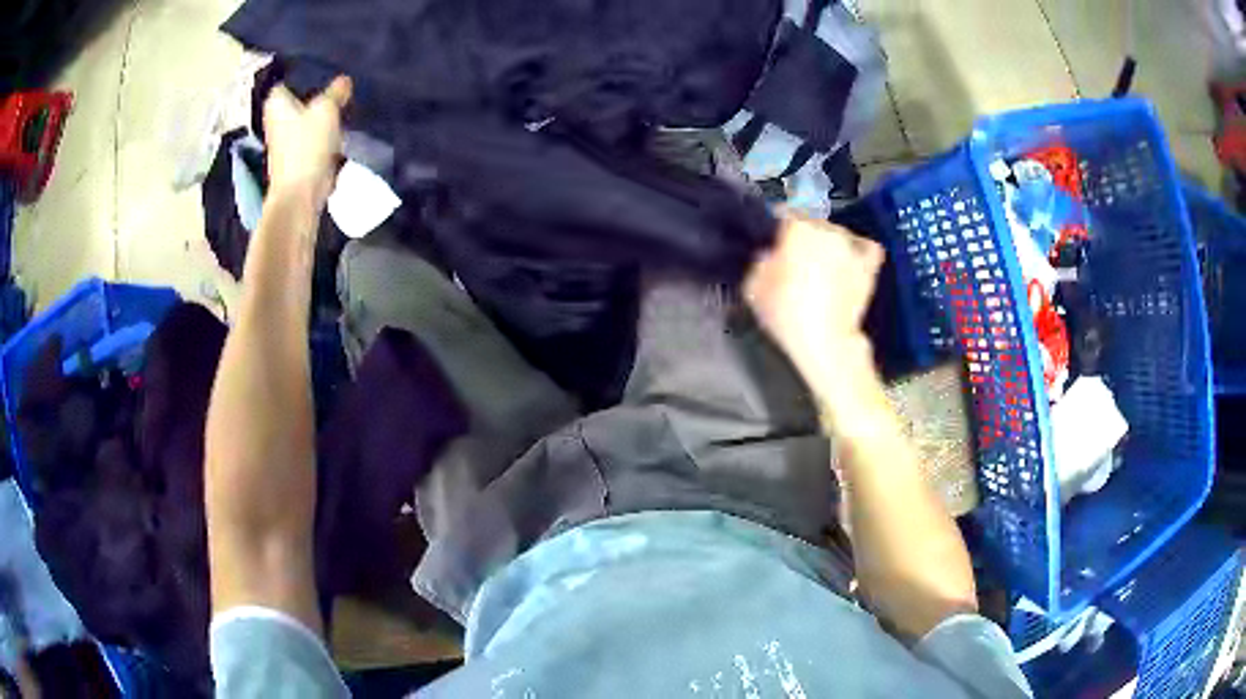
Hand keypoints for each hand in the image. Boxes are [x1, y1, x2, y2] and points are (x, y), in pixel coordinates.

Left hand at [262, 76, 352, 209]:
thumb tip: (344, 81)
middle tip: (343, 85)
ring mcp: (285, 139)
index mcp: (276, 102)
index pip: (291, 77)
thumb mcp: (327, 108)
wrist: (300, 194)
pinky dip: (325, 134)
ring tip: (346, 105)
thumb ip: (337, 90)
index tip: (329, 68)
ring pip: (309, 117)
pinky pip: (314, 136)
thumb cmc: (307, 146)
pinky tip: (340, 130)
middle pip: (302, 97)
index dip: (309, 71)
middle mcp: (276, 117)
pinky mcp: (297, 156)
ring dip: (324, 114)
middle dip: (320, 93)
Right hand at [746, 216, 884, 401]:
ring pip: (837, 235)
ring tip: (823, 267)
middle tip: (795, 261)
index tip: (772, 245)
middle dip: (804, 237)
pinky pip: (866, 248)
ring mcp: (851, 245)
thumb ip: (760, 261)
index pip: (784, 214)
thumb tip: (768, 253)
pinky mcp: (869, 266)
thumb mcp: (753, 286)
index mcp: (797, 226)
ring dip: (829, 245)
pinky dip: (859, 251)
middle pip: (812, 223)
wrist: (825, 342)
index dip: (777, 230)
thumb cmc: (785, 312)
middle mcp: (826, 227)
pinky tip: (851, 262)